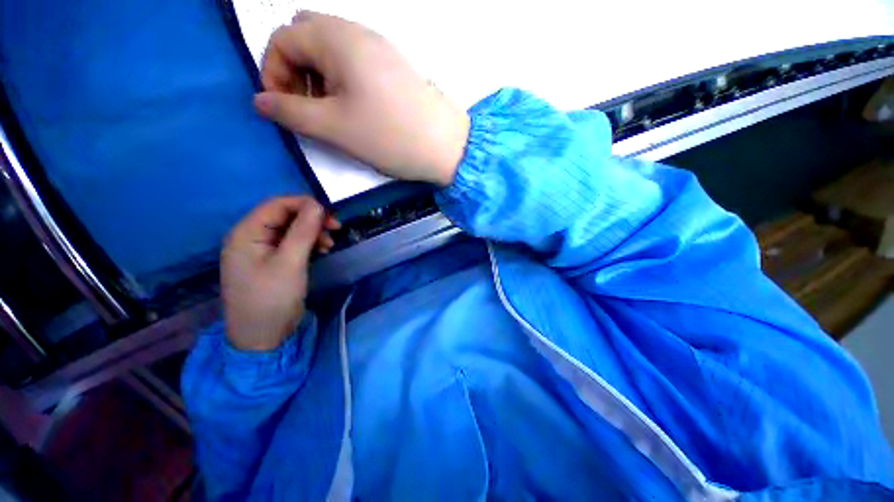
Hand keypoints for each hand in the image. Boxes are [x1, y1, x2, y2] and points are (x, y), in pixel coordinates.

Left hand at [221, 196, 338, 351]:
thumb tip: (318, 205)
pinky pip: (292, 243)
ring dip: (313, 232)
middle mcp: (251, 237)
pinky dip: (309, 244)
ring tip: (330, 244)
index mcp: (246, 233)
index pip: (277, 205)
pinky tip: (322, 250)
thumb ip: (303, 231)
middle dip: (312, 220)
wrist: (262, 337)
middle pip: (285, 216)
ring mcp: (261, 250)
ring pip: (291, 229)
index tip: (332, 215)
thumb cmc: (271, 299)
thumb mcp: (290, 263)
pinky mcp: (272, 261)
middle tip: (336, 229)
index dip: (306, 205)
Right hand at [254, 11, 469, 185]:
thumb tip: (260, 101)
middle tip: (308, 108)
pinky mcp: (395, 69)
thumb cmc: (390, 136)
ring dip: (319, 78)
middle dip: (295, 71)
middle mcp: (358, 33)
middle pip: (306, 38)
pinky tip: (356, 110)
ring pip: (332, 52)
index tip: (283, 109)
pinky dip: (343, 82)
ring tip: (332, 114)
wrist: (447, 147)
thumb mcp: (333, 127)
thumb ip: (289, 112)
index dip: (272, 72)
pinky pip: (356, 64)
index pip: (282, 38)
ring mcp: (380, 50)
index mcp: (337, 37)